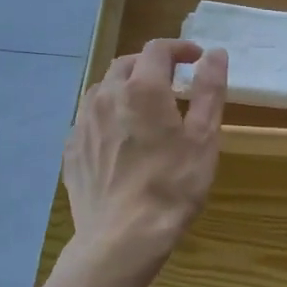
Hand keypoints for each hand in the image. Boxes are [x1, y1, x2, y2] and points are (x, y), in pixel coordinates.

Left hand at [64, 39, 227, 278]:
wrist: (122, 238)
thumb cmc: (172, 186)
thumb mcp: (203, 138)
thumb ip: (209, 91)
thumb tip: (215, 54)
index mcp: (142, 89)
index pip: (158, 50)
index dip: (179, 48)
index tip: (196, 58)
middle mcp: (106, 96)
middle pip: (126, 65)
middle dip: (151, 65)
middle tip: (173, 82)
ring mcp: (82, 123)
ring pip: (102, 90)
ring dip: (125, 88)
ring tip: (144, 108)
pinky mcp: (71, 150)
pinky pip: (89, 119)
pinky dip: (108, 116)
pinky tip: (120, 139)